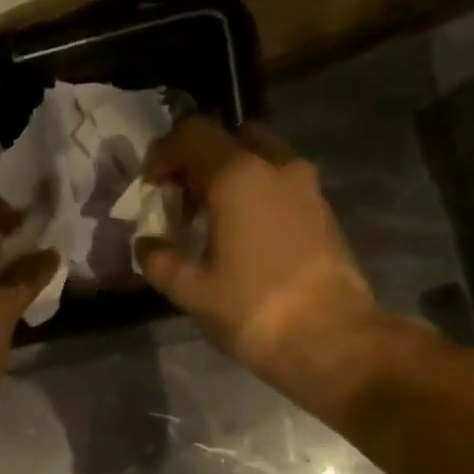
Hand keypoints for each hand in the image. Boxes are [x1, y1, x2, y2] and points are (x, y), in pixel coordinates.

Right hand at [141, 118, 400, 399]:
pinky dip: (257, 198)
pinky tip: (244, 241)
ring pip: (261, 162)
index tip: (151, 188)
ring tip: (212, 226)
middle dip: (201, 164)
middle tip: (183, 205)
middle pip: (231, 140)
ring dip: (231, 181)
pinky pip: (281, 187)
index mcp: (238, 176)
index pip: (193, 134)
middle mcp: (276, 167)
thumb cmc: (251, 311)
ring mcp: (306, 188)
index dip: (164, 153)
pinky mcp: (323, 212)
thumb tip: (146, 244)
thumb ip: (160, 261)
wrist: (327, 339)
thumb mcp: (191, 291)